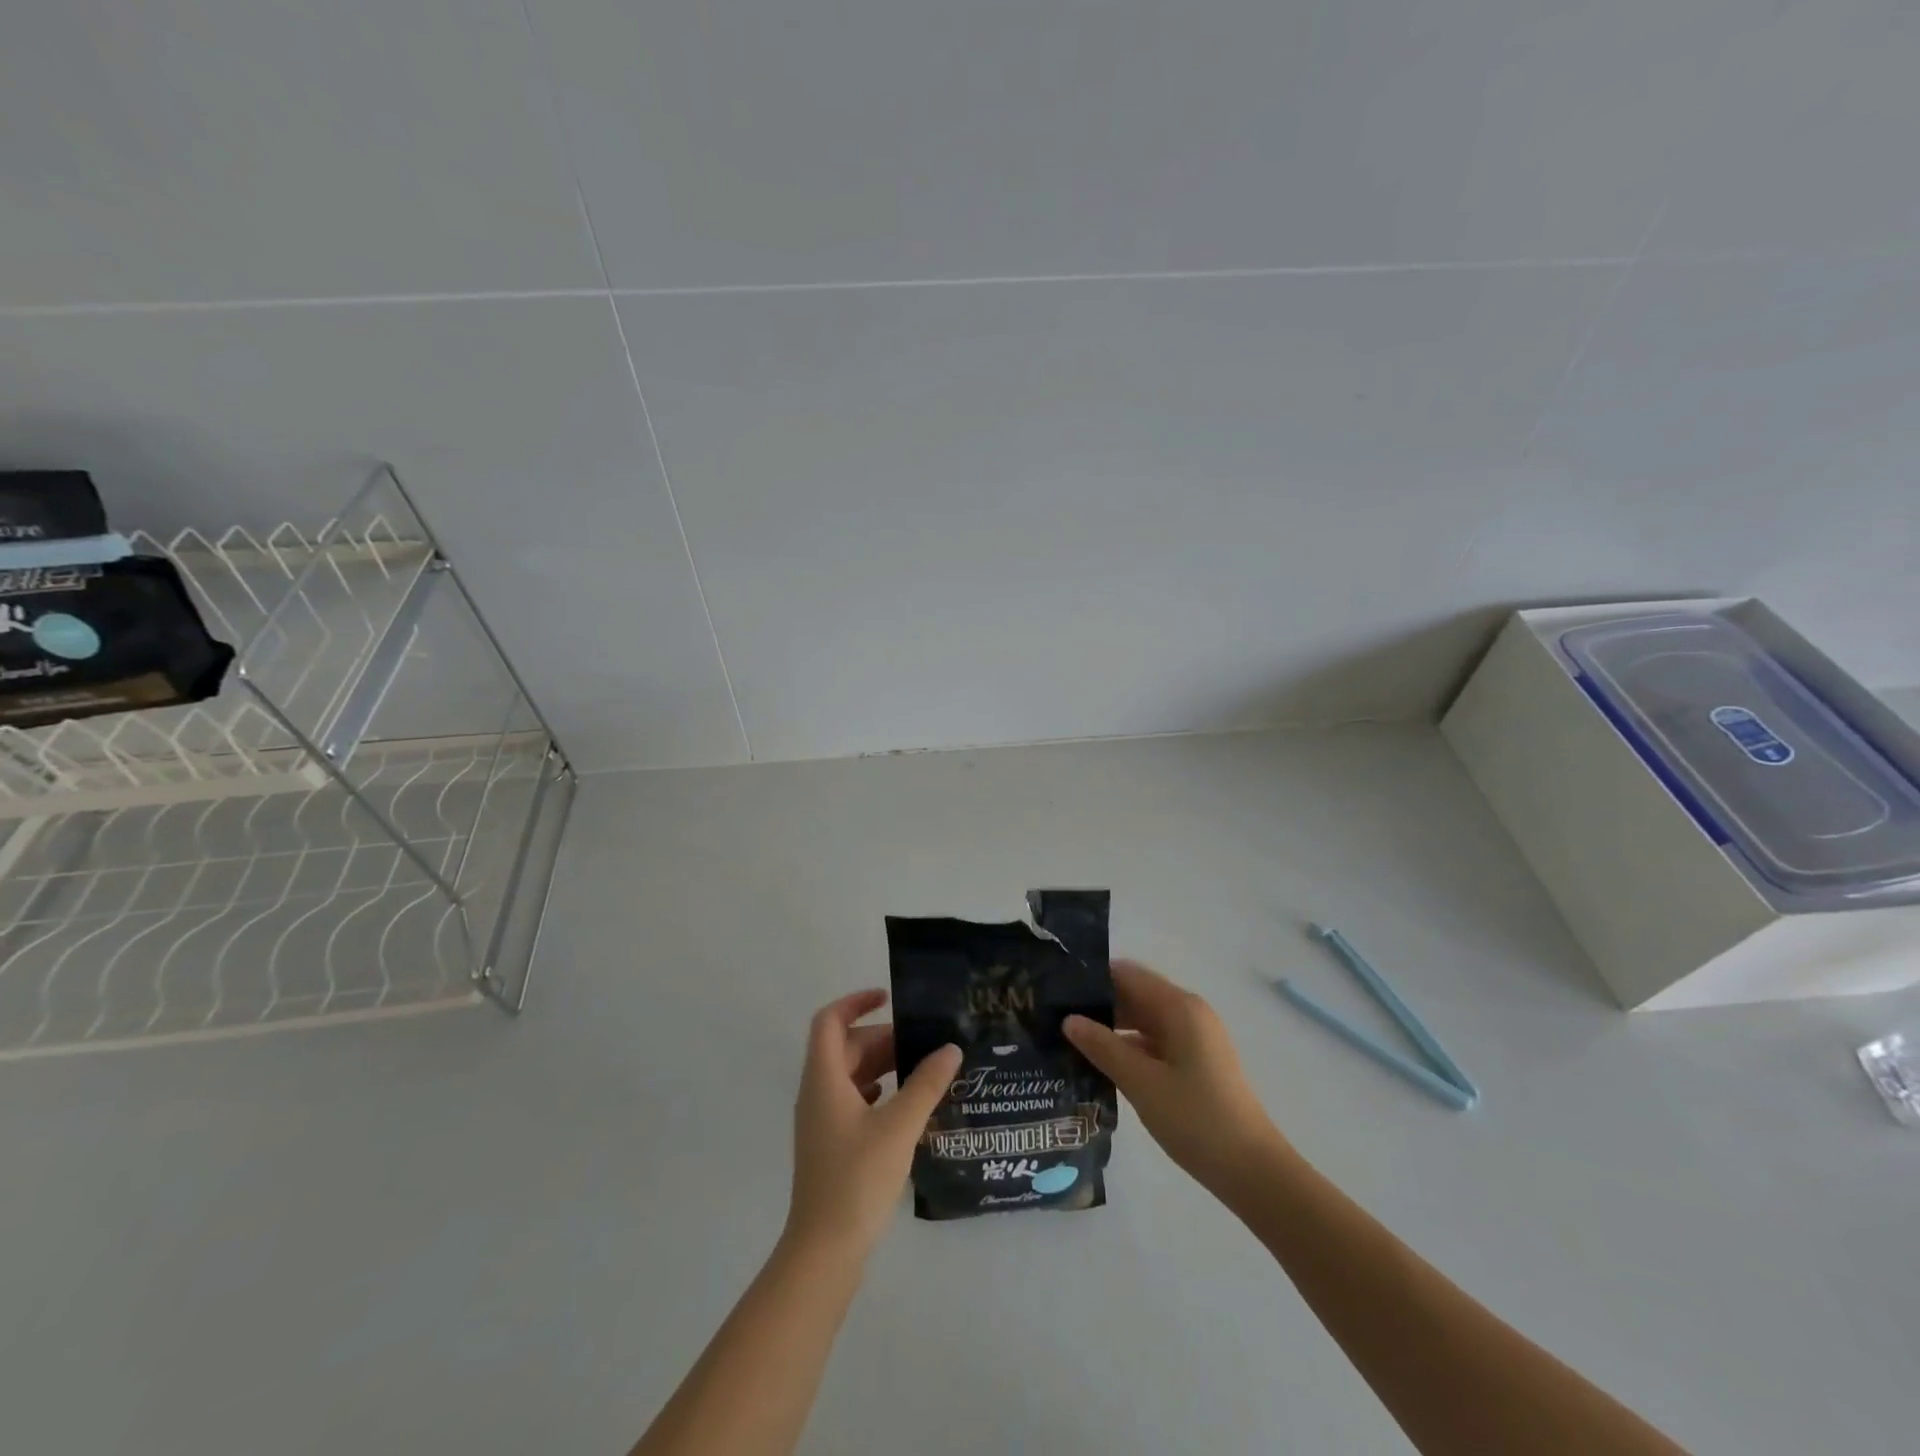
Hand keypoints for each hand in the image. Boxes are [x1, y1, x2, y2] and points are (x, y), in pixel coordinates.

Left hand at [785, 990, 961, 1260]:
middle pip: (845, 1047)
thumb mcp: (899, 1126)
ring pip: (850, 1075)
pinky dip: (878, 1091)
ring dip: (882, 1065)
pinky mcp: (831, 1145)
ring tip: (923, 1069)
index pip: (829, 1020)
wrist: (824, 1251)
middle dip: (882, 1038)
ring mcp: (822, 1121)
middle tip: (924, 1042)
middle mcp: (817, 1092)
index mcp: (824, 1078)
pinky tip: (906, 1104)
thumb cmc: (857, 1179)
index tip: (890, 997)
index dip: (856, 1002)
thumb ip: (926, 1084)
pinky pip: (854, 1100)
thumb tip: (951, 1048)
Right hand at [1065, 960, 1289, 1196]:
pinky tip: (1101, 1063)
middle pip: (1136, 995)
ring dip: (1112, 1028)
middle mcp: (1189, 1013)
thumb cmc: (1196, 1119)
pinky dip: (1129, 1047)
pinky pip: (1155, 1042)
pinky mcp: (1196, 1062)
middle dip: (1098, 1004)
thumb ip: (1103, 1047)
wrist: (1253, 1171)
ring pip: (1144, 1020)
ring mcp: (1195, 1039)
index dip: (1092, 977)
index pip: (1128, 974)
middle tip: (1055, 1016)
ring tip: (1069, 1039)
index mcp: (1179, 1007)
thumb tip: (1068, 1020)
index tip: (1056, 988)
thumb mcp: (1141, 1082)